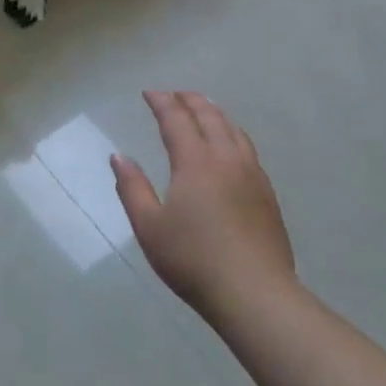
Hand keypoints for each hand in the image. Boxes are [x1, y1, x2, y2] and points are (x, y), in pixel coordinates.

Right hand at [111, 91, 294, 321]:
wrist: (255, 293)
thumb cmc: (193, 259)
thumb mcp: (149, 227)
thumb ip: (132, 188)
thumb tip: (119, 157)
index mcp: (195, 161)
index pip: (176, 120)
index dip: (162, 102)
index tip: (149, 93)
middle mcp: (226, 159)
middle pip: (210, 117)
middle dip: (190, 100)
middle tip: (175, 94)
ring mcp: (252, 175)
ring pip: (234, 130)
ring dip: (215, 113)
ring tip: (204, 110)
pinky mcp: (267, 194)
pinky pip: (248, 149)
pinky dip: (233, 134)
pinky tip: (230, 147)